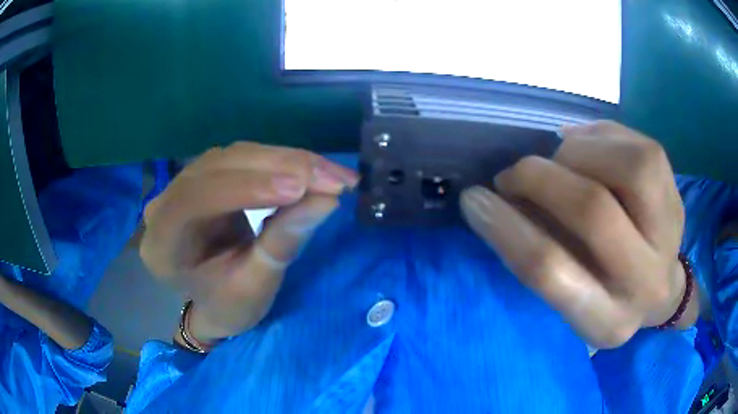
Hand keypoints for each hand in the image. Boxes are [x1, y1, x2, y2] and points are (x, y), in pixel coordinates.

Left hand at [140, 143, 357, 341]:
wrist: (215, 301)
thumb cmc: (228, 306)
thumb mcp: (255, 286)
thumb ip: (283, 243)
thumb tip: (327, 199)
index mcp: (162, 243)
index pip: (195, 199)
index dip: (245, 188)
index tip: (299, 188)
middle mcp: (165, 203)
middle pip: (219, 166)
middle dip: (280, 168)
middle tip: (335, 179)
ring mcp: (185, 183)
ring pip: (236, 155)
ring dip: (288, 161)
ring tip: (332, 175)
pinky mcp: (207, 175)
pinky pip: (245, 158)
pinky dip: (283, 162)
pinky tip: (312, 170)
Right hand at [461, 121, 692, 348]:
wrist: (660, 290)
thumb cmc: (604, 296)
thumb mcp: (568, 300)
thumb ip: (537, 258)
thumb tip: (506, 200)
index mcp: (606, 322)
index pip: (552, 272)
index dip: (506, 228)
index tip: (475, 199)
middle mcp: (645, 281)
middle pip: (593, 211)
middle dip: (539, 179)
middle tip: (513, 175)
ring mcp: (670, 234)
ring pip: (628, 167)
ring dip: (578, 153)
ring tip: (561, 160)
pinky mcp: (677, 194)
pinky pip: (640, 146)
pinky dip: (602, 137)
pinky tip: (589, 148)